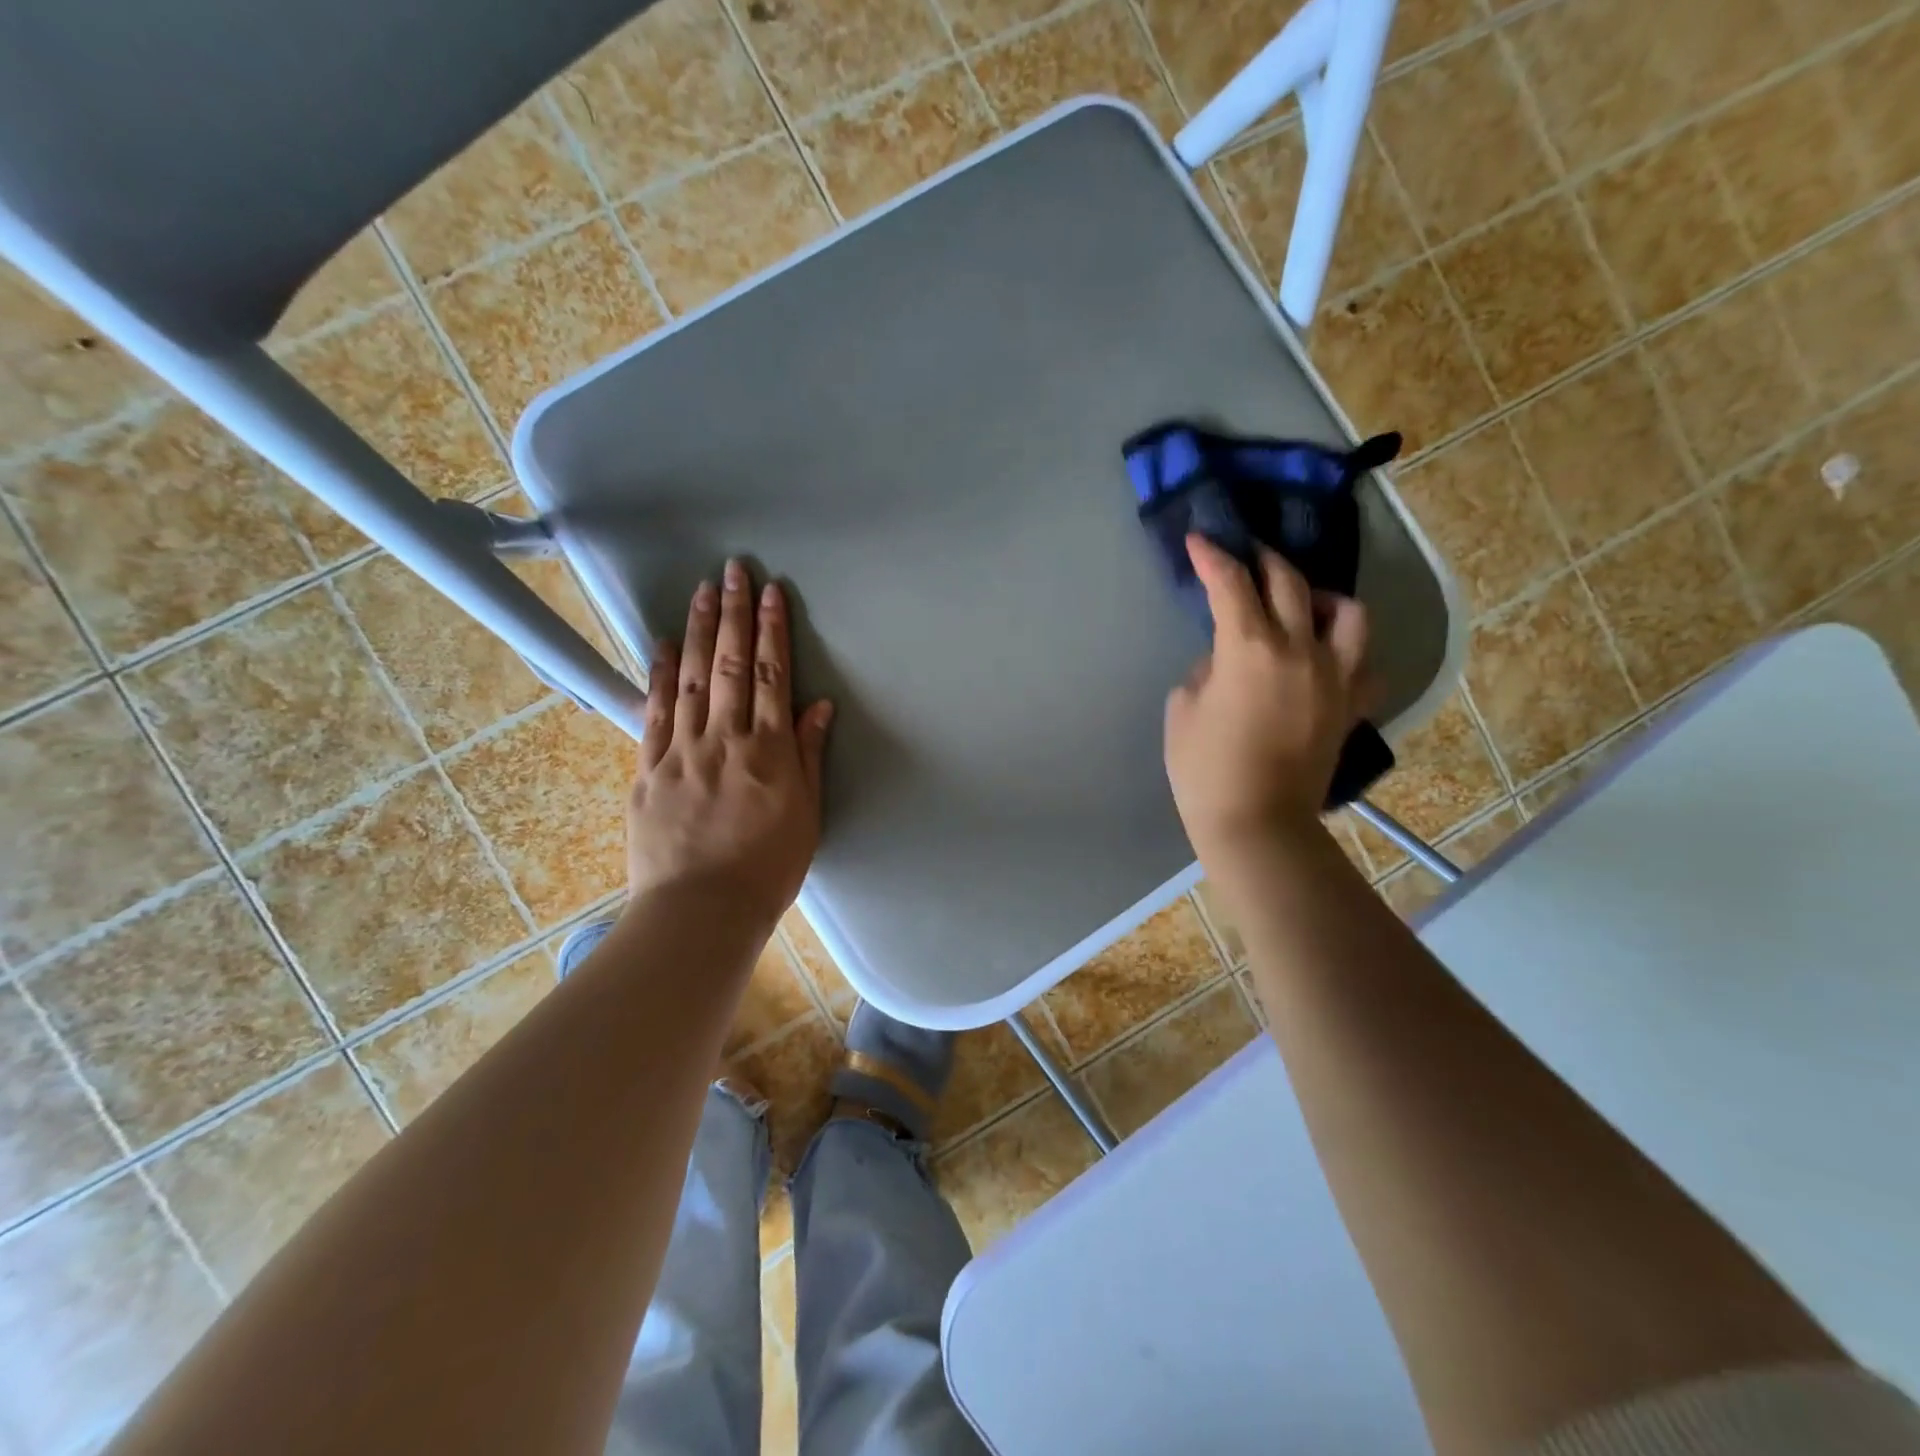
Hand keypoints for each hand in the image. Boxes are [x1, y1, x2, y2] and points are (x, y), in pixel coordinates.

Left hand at [626, 560, 833, 930]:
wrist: (701, 911)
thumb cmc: (768, 869)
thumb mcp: (806, 815)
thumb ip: (809, 756)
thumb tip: (818, 706)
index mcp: (768, 751)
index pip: (770, 676)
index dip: (771, 631)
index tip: (771, 592)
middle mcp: (724, 739)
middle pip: (728, 664)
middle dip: (733, 613)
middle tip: (732, 570)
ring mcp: (681, 751)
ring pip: (689, 678)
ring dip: (695, 630)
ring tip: (700, 591)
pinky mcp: (649, 770)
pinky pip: (653, 713)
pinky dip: (657, 676)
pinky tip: (660, 645)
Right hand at [1164, 534, 1370, 866]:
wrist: (1256, 824)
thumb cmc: (1205, 769)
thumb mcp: (1182, 710)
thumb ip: (1205, 671)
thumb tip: (1225, 660)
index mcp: (1250, 648)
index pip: (1230, 584)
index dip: (1212, 557)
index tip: (1199, 540)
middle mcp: (1301, 650)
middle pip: (1291, 583)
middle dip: (1263, 561)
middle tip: (1246, 557)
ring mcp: (1335, 678)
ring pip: (1349, 614)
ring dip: (1322, 598)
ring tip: (1303, 606)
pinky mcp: (1351, 708)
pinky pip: (1365, 666)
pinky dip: (1348, 653)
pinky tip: (1329, 659)